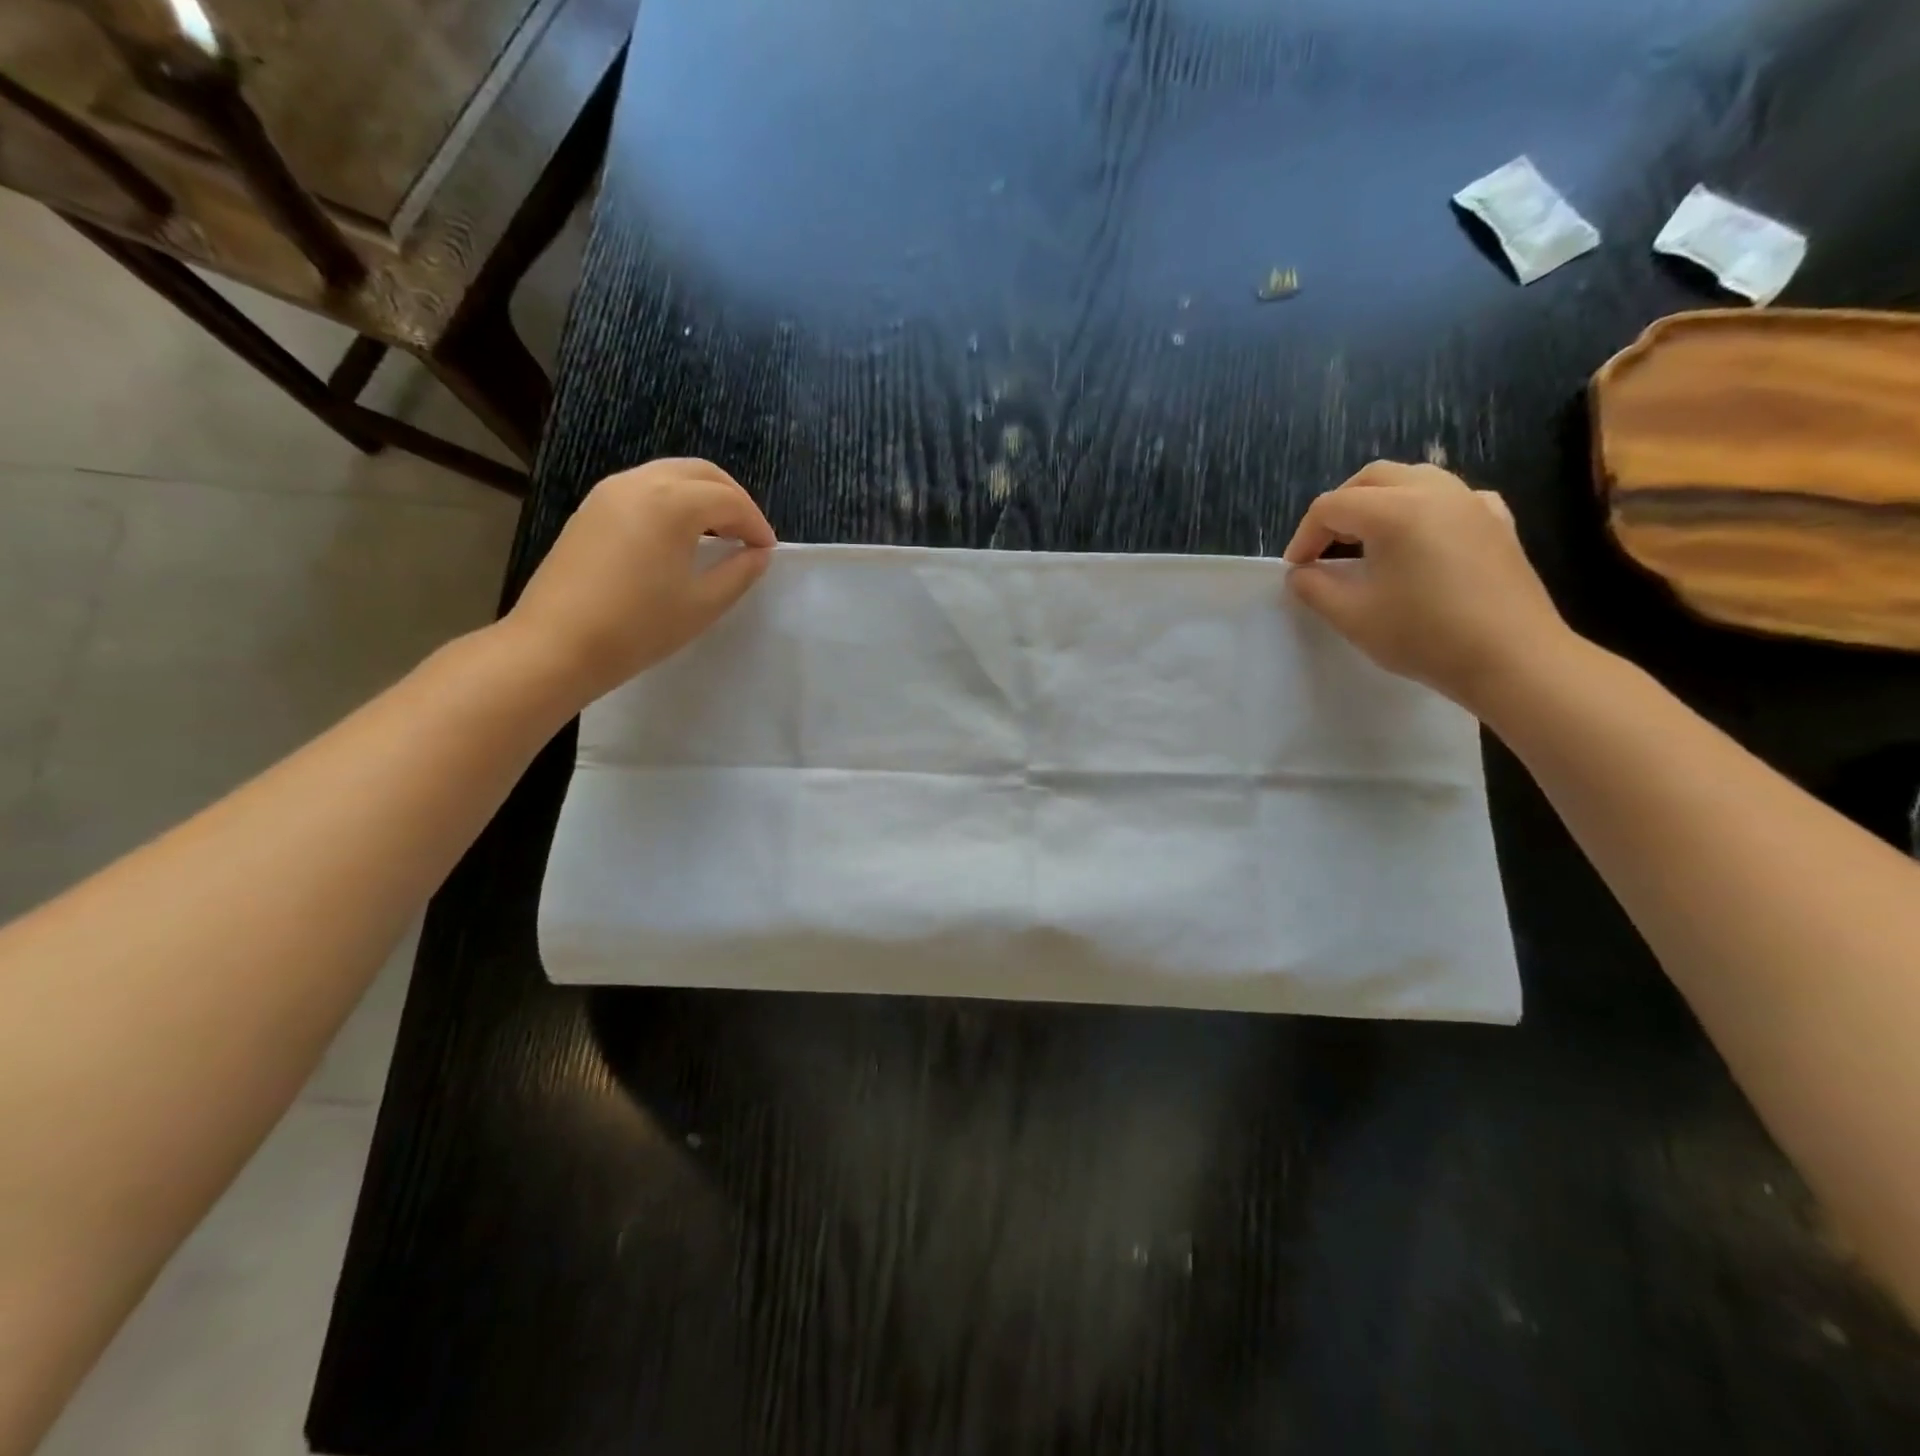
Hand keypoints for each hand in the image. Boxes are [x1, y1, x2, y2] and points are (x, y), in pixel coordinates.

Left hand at [502, 458, 775, 704]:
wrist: (556, 645)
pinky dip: (672, 501)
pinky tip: (679, 537)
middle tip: (748, 535)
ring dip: (702, 497)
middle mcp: (640, 482)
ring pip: (670, 475)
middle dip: (732, 499)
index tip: (768, 552)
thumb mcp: (702, 604)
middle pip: (701, 473)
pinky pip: (644, 488)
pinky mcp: (591, 508)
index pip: (730, 500)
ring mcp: (609, 491)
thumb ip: (739, 572)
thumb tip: (758, 554)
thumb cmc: (638, 628)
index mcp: (673, 502)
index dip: (756, 524)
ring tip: (718, 535)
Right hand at [1282, 461, 1569, 714]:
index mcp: (1394, 511)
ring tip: (1365, 543)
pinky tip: (1419, 540)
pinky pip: (1450, 497)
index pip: (1331, 506)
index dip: (1304, 537)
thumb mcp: (1351, 616)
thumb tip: (1301, 572)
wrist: (1512, 658)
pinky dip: (1421, 509)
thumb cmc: (1424, 635)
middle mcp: (1435, 492)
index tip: (1297, 571)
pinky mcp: (1497, 522)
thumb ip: (1314, 587)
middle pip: (1371, 479)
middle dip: (1339, 508)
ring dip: (1378, 503)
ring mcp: (1472, 502)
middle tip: (1324, 548)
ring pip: (1413, 479)